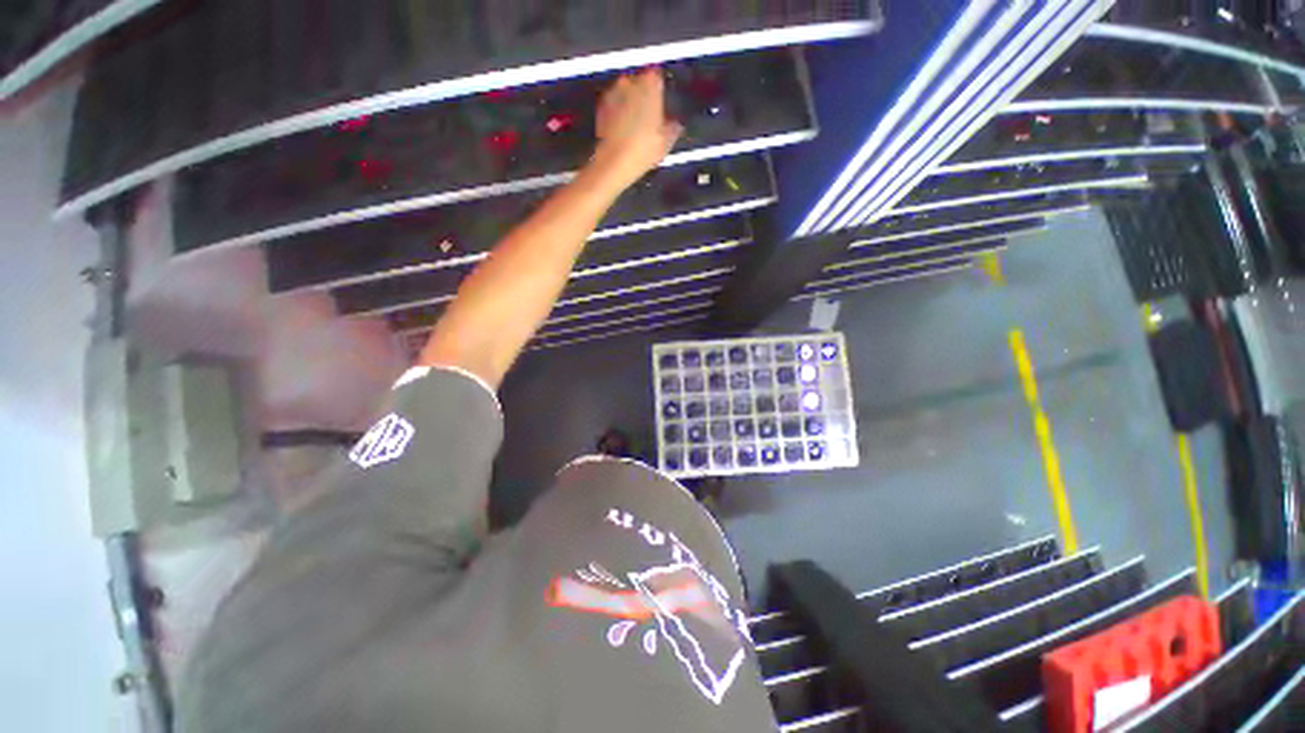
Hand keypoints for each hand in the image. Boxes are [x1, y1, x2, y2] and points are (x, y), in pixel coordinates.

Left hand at [591, 68, 683, 187]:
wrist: (614, 161)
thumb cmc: (644, 149)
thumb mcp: (667, 141)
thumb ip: (673, 127)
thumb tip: (675, 124)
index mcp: (650, 84)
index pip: (657, 76)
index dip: (660, 88)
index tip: (662, 102)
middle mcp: (630, 81)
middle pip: (639, 81)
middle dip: (643, 95)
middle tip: (649, 116)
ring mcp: (613, 92)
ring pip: (625, 92)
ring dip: (629, 102)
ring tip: (635, 124)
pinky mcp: (601, 106)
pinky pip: (613, 104)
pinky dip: (618, 112)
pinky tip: (623, 129)